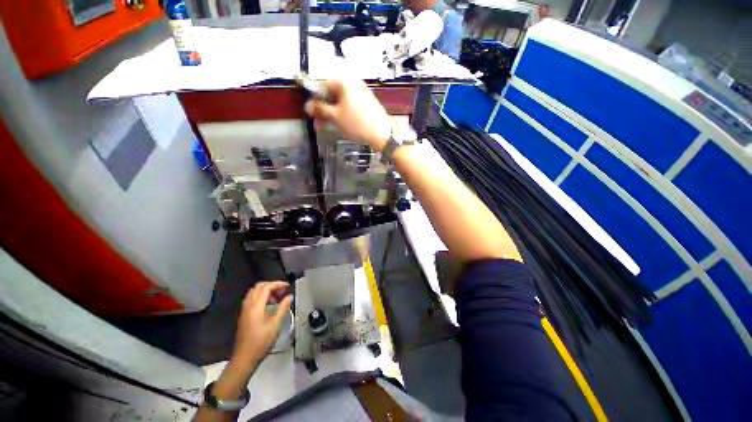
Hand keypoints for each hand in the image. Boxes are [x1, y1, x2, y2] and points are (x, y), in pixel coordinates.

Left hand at [233, 281, 291, 364]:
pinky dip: (261, 297)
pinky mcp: (244, 315)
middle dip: (272, 285)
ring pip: (254, 292)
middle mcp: (248, 305)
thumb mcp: (275, 325)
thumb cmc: (261, 342)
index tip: (288, 286)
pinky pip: (252, 299)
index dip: (278, 284)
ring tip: (277, 297)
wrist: (244, 358)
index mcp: (256, 306)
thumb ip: (283, 308)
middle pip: (259, 287)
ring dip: (266, 291)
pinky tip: (269, 305)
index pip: (266, 287)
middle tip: (283, 291)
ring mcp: (244, 310)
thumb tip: (289, 296)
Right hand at [304, 79, 392, 150]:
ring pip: (340, 101)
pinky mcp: (366, 102)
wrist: (382, 133)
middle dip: (323, 109)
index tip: (311, 113)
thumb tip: (307, 105)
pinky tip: (339, 124)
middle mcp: (352, 83)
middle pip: (331, 94)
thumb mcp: (336, 117)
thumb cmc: (357, 123)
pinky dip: (342, 114)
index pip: (322, 85)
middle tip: (318, 124)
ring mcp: (361, 92)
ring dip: (331, 114)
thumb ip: (320, 109)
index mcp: (343, 81)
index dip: (315, 99)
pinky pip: (349, 105)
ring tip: (326, 127)